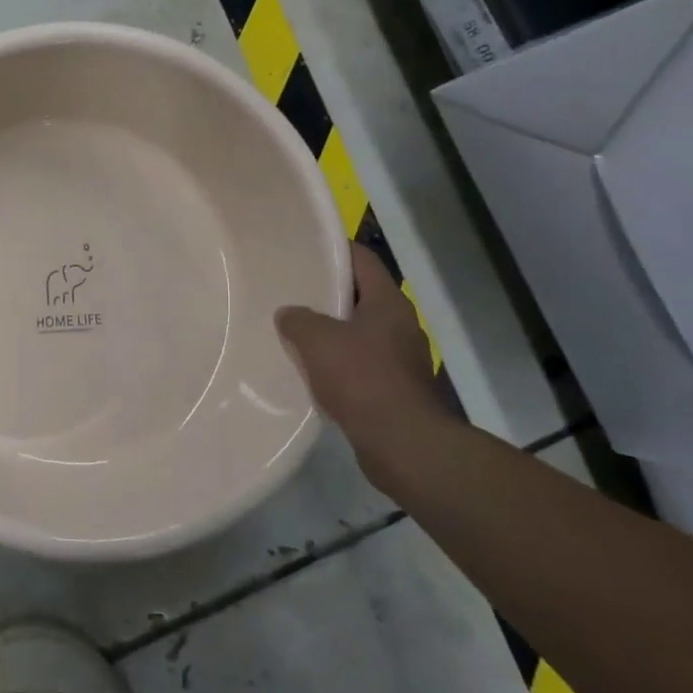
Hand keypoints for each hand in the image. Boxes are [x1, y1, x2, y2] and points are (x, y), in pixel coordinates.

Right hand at [275, 245, 439, 453]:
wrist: (403, 444)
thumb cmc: (362, 379)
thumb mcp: (317, 340)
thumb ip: (297, 319)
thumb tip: (289, 315)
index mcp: (388, 302)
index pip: (362, 259)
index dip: (334, 250)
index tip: (304, 249)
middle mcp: (400, 324)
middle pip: (360, 296)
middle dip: (327, 294)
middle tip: (290, 291)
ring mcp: (401, 358)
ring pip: (359, 332)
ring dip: (331, 332)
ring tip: (294, 331)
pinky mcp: (396, 388)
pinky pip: (361, 364)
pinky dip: (338, 363)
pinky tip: (312, 371)